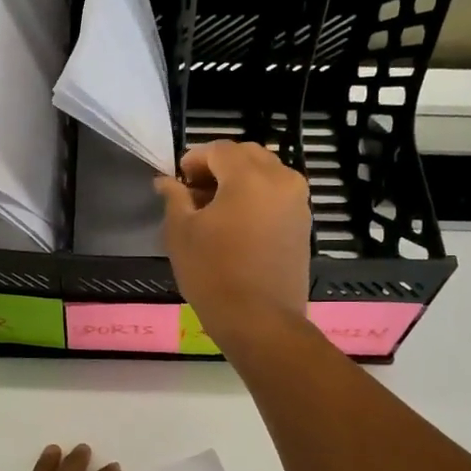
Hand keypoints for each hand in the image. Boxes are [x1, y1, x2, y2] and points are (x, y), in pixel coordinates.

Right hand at [156, 140, 311, 348]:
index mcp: (250, 176)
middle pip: (246, 155)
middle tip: (194, 193)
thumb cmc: (213, 274)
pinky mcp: (303, 224)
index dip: (194, 160)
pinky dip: (256, 198)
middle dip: (218, 167)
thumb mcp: (181, 233)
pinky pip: (277, 195)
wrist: (260, 321)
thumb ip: (174, 197)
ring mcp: (298, 202)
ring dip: (239, 181)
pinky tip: (236, 224)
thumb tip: (167, 181)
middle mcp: (281, 180)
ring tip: (215, 211)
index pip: (219, 149)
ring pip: (265, 174)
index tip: (178, 181)